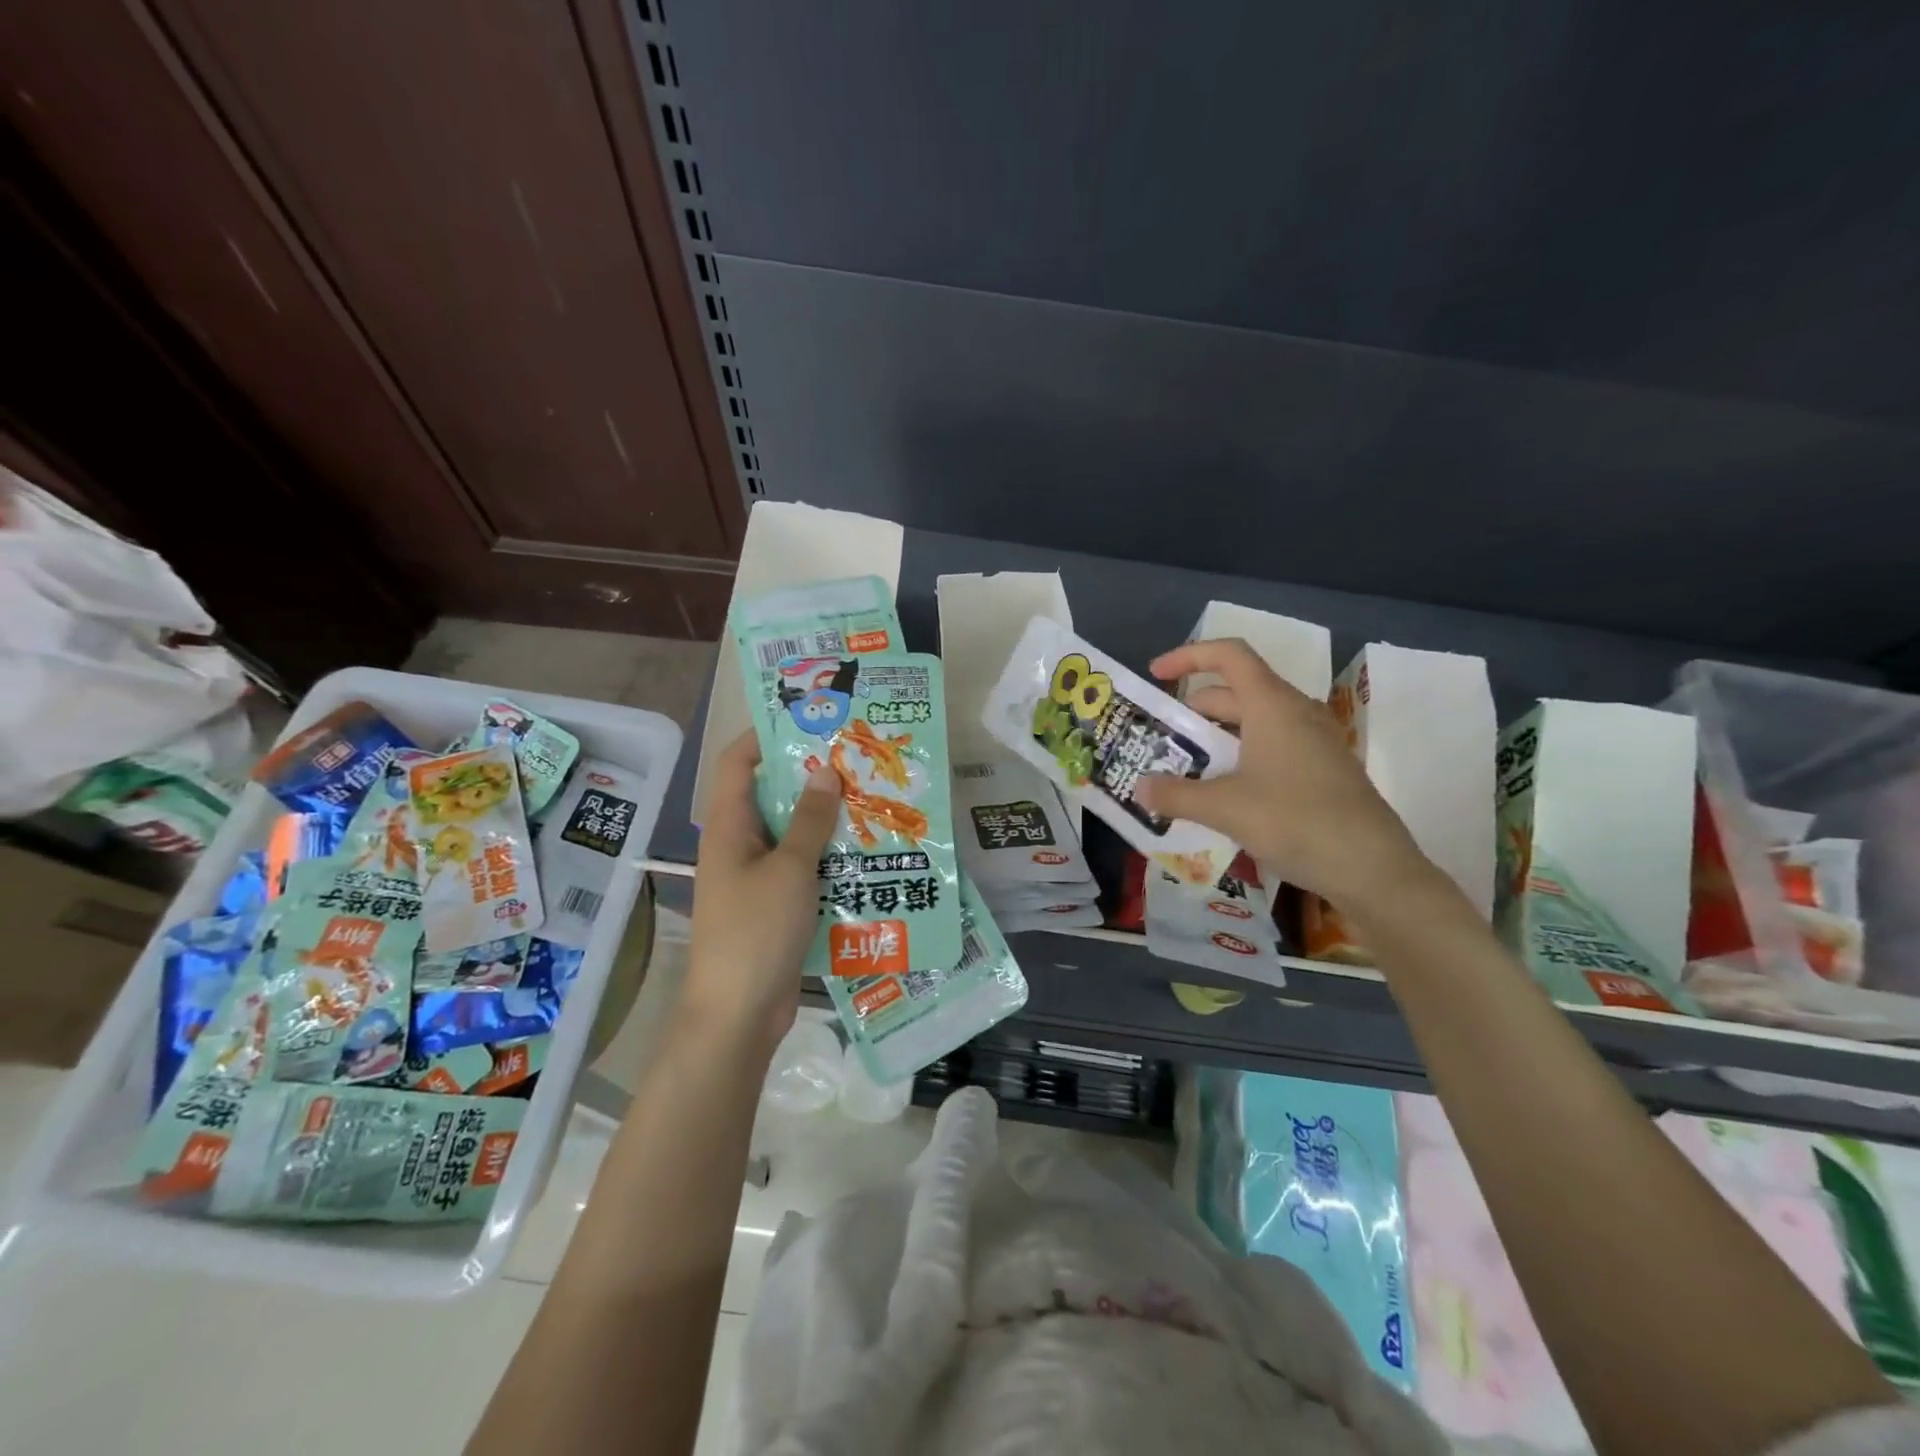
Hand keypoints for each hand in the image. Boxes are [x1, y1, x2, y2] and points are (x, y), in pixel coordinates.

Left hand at [685, 731, 840, 1052]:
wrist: (738, 1014)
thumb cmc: (756, 931)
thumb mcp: (790, 869)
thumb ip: (809, 820)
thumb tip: (825, 771)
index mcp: (729, 827)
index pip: (736, 763)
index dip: (764, 736)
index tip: (808, 722)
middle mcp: (739, 845)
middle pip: (770, 795)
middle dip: (809, 777)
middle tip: (856, 761)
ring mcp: (755, 877)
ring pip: (791, 833)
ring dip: (825, 819)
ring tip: (870, 800)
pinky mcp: (774, 905)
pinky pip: (802, 867)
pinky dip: (827, 856)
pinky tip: (864, 853)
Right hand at [1134, 639, 1436, 915]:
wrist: (1374, 869)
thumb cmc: (1297, 822)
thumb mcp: (1225, 808)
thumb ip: (1176, 795)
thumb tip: (1139, 787)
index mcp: (1272, 705)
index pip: (1228, 655)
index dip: (1188, 656)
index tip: (1156, 675)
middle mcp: (1294, 713)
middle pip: (1234, 692)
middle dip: (1193, 710)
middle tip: (1159, 738)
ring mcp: (1312, 742)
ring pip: (1252, 723)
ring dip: (1214, 738)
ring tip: (1181, 767)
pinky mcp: (1320, 770)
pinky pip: (1269, 748)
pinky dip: (1238, 758)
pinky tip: (1220, 794)